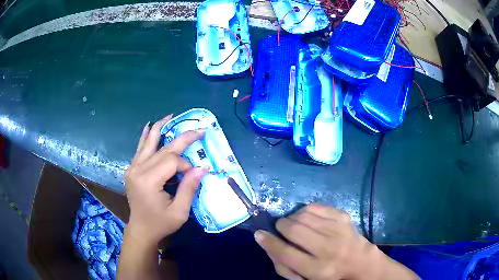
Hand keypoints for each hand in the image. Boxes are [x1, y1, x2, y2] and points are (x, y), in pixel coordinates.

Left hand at [124, 115, 208, 245]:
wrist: (141, 229)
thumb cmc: (160, 224)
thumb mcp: (179, 212)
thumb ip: (189, 188)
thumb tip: (201, 168)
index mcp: (148, 181)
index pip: (171, 161)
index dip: (186, 166)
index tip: (194, 176)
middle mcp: (138, 170)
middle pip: (163, 149)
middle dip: (182, 139)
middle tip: (198, 130)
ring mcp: (132, 168)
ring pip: (149, 143)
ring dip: (161, 129)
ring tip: (170, 117)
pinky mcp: (132, 169)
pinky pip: (140, 149)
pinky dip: (146, 137)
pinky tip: (148, 127)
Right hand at [254, 204, 417, 279]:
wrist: (361, 264)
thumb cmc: (330, 276)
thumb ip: (284, 268)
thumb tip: (269, 246)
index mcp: (317, 269)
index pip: (286, 253)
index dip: (269, 242)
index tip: (258, 234)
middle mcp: (328, 249)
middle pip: (295, 230)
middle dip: (280, 226)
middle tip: (280, 228)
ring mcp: (338, 230)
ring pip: (304, 215)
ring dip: (292, 217)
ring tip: (293, 223)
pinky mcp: (344, 217)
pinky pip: (317, 206)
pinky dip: (305, 210)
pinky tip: (306, 217)